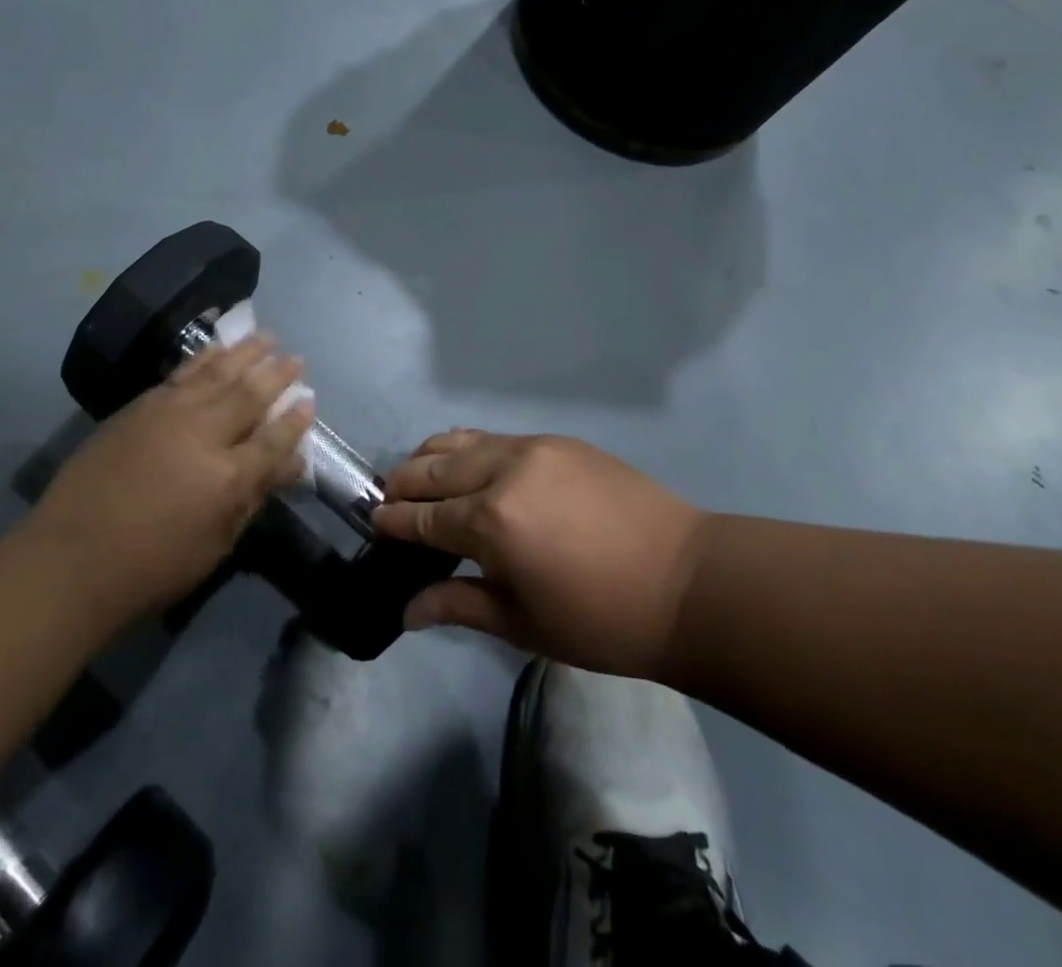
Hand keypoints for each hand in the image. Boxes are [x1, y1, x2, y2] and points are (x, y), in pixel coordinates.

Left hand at [31, 336, 314, 623]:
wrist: (71, 559)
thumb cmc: (152, 567)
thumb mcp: (216, 545)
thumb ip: (255, 498)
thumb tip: (291, 463)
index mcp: (227, 477)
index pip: (274, 440)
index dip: (295, 421)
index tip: (310, 401)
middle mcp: (203, 435)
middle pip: (249, 396)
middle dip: (277, 375)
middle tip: (297, 359)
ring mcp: (169, 414)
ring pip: (217, 374)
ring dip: (245, 354)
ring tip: (266, 337)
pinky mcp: (140, 407)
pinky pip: (182, 374)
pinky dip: (204, 358)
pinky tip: (217, 349)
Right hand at [372, 431, 711, 680]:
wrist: (688, 582)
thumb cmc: (602, 620)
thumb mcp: (524, 624)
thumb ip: (458, 606)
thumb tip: (406, 611)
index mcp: (492, 522)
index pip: (423, 516)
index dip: (394, 521)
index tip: (373, 523)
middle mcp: (503, 470)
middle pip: (433, 466)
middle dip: (404, 483)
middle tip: (390, 500)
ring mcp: (533, 447)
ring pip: (462, 441)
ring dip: (432, 457)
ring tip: (422, 478)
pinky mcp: (558, 440)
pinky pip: (497, 437)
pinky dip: (470, 450)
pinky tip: (472, 470)